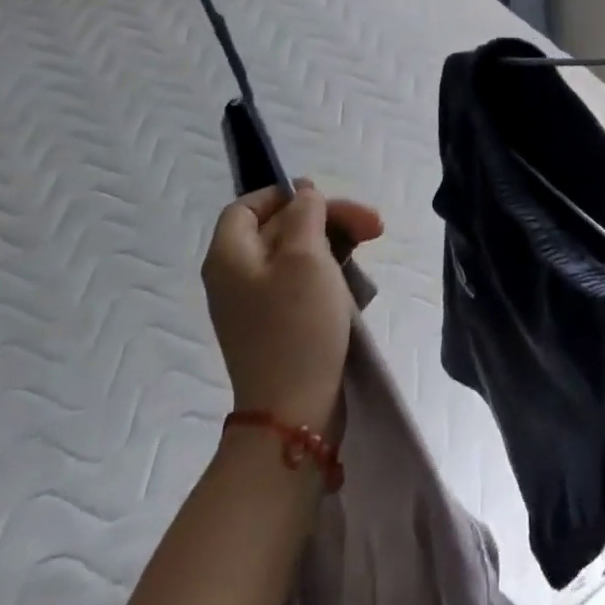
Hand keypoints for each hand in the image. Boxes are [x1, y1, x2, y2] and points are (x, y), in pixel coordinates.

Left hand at [202, 183, 383, 434]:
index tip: (326, 200)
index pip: (248, 206)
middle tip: (373, 225)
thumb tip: (303, 194)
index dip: (285, 195)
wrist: (295, 410)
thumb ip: (305, 214)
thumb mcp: (305, 256)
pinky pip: (300, 283)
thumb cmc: (298, 324)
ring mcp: (255, 305)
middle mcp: (235, 277)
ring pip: (295, 254)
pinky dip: (328, 272)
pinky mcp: (277, 326)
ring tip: (371, 246)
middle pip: (279, 227)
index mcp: (230, 256)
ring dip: (334, 242)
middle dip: (327, 218)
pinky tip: (354, 280)